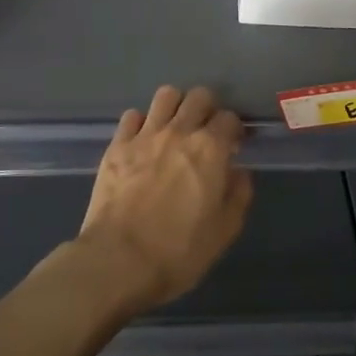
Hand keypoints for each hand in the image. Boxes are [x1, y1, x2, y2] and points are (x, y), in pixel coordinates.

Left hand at [75, 86, 253, 311]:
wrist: (118, 260)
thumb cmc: (178, 252)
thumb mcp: (223, 232)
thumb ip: (238, 195)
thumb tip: (239, 172)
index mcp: (210, 149)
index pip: (229, 118)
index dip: (235, 130)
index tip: (234, 145)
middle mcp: (179, 131)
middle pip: (199, 96)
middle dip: (208, 109)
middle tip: (206, 132)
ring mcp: (145, 135)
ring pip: (166, 95)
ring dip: (175, 106)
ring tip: (175, 127)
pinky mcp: (117, 145)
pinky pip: (132, 116)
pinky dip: (141, 122)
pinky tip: (143, 141)